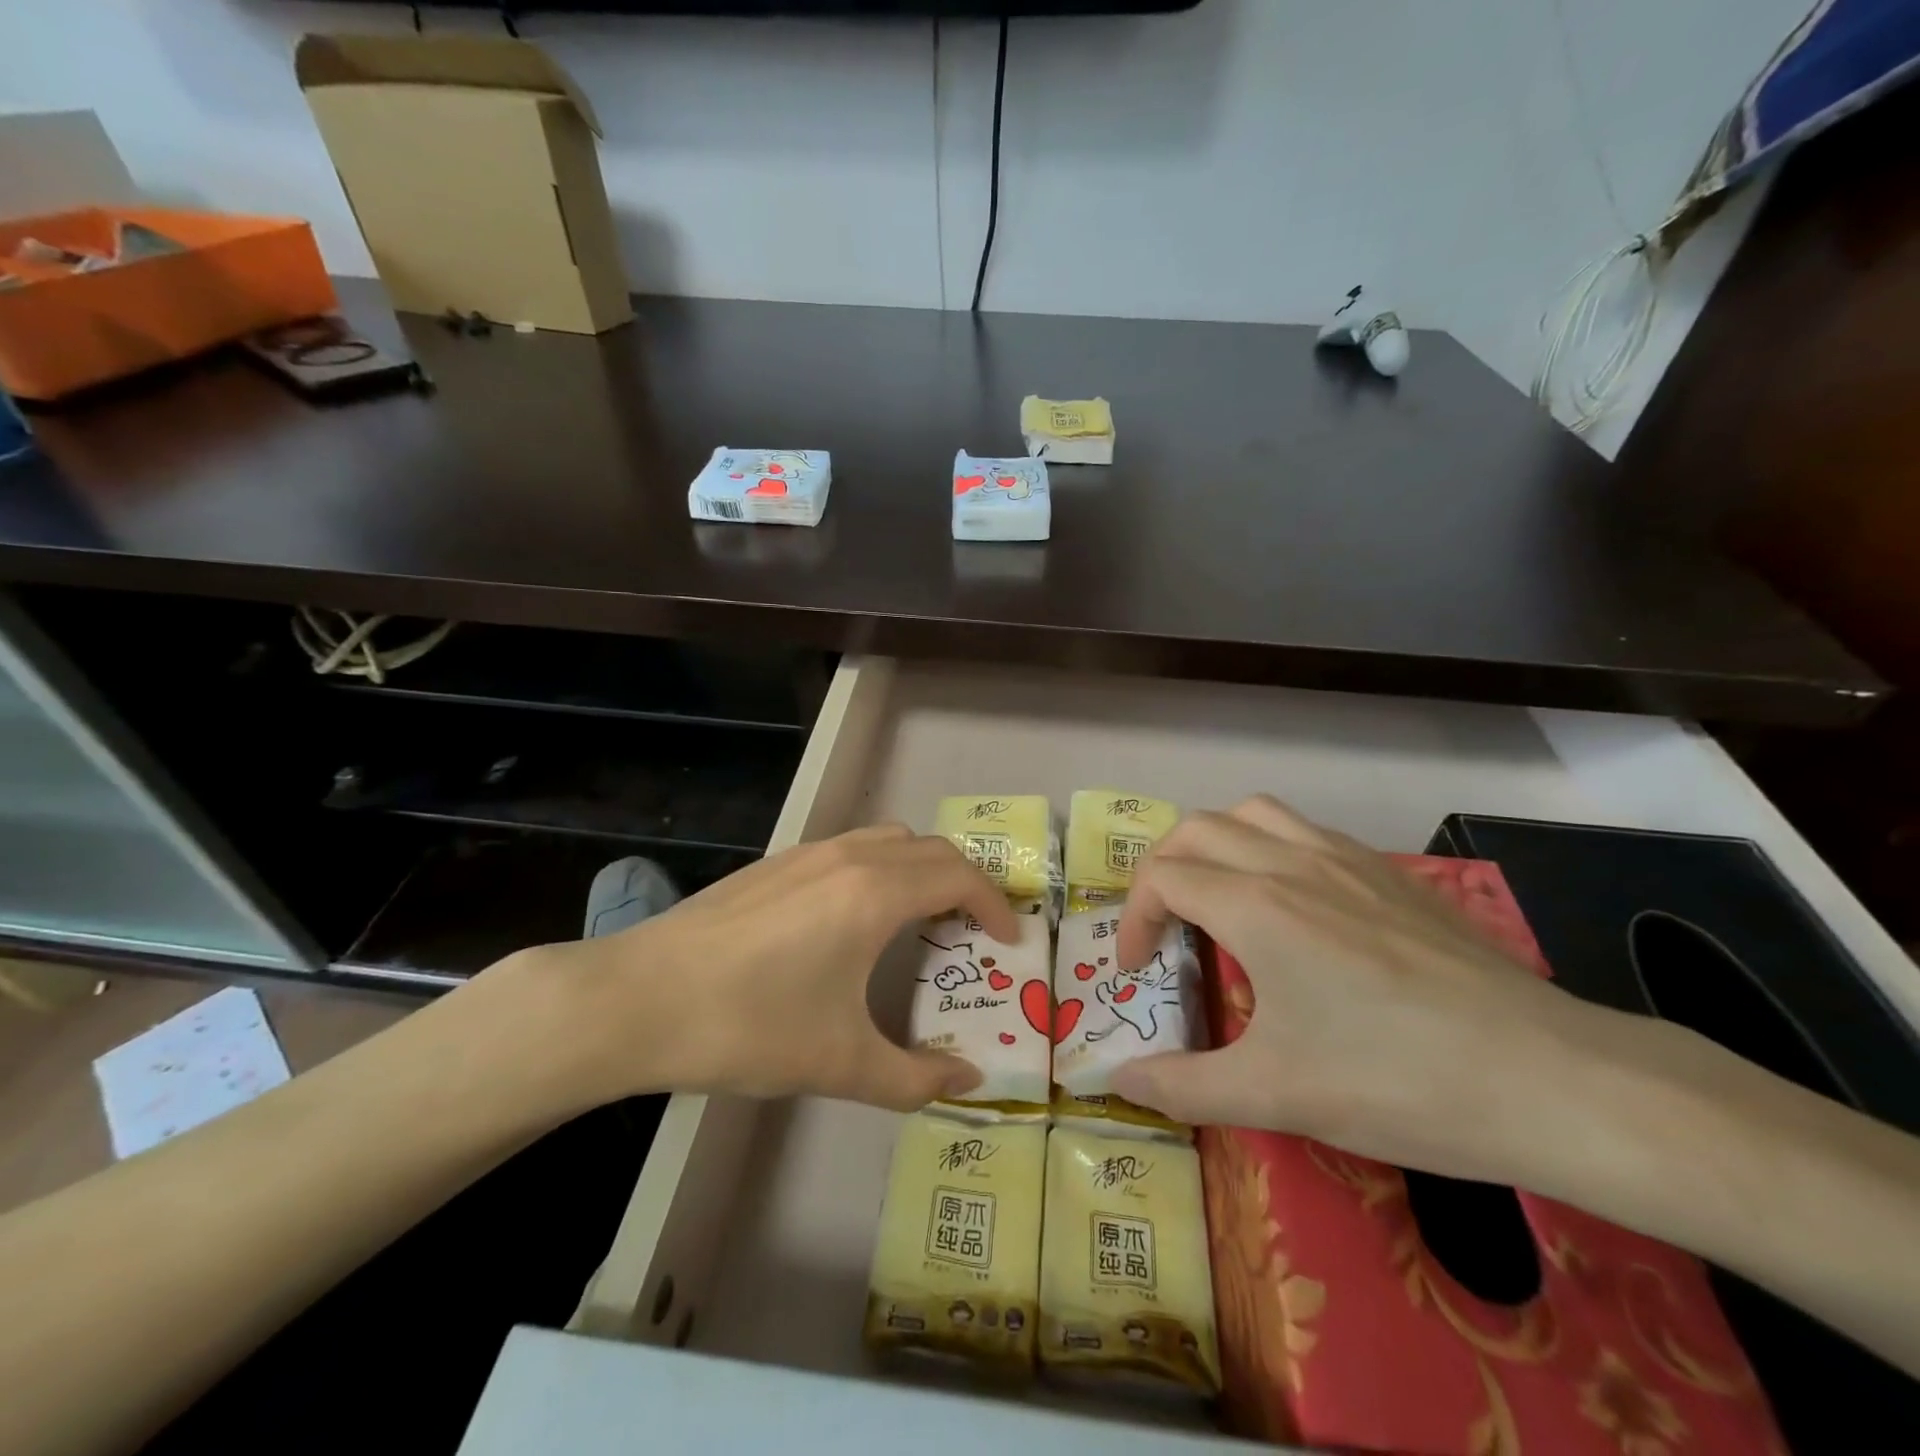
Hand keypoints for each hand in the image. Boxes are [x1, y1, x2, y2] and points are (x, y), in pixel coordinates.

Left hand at [544, 826, 1018, 1111]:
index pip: (960, 877)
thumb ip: (914, 1079)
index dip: (995, 905)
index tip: (1009, 939)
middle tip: (974, 931)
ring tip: (922, 918)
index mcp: (875, 893)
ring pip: (889, 839)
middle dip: (966, 883)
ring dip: (921, 868)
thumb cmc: (748, 1025)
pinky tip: (855, 918)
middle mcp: (849, 857)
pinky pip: (851, 847)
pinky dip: (880, 867)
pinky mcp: (776, 863)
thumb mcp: (839, 1064)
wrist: (639, 998)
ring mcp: (808, 853)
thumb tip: (968, 1082)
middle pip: (932, 849)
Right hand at [1110, 796, 1598, 1180]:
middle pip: (1196, 829)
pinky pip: (1306, 831)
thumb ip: (1183, 1086)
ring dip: (1215, 845)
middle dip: (1161, 870)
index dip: (1134, 920)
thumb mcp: (1276, 1095)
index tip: (1138, 971)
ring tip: (1218, 898)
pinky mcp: (1390, 873)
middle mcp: (1292, 862)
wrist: (1551, 1079)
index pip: (1163, 879)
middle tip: (1164, 927)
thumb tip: (1119, 1079)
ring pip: (1255, 814)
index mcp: (1256, 905)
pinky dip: (1270, 848)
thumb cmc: (1398, 1082)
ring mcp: (1347, 860)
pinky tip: (1293, 906)